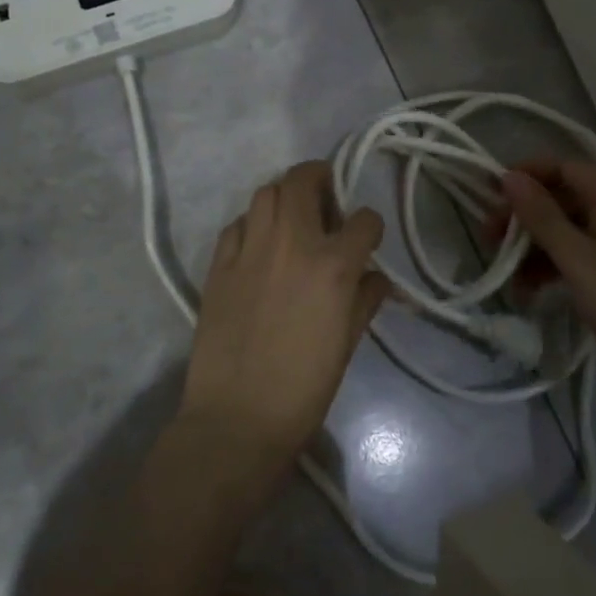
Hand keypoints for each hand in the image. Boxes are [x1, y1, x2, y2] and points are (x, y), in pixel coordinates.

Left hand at [181, 160, 386, 469]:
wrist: (237, 418)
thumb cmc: (304, 388)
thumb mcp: (347, 344)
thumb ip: (365, 300)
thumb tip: (376, 278)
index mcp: (333, 265)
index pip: (364, 220)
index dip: (370, 227)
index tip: (366, 240)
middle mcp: (292, 242)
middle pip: (303, 179)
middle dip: (320, 178)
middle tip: (325, 200)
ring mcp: (251, 249)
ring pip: (266, 192)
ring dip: (284, 197)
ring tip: (290, 220)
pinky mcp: (219, 264)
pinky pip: (237, 224)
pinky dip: (252, 225)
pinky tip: (257, 247)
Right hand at [499, 160, 595, 414]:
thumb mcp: (578, 259)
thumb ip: (542, 217)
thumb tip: (509, 176)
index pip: (566, 168)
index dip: (530, 173)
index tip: (493, 192)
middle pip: (562, 199)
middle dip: (524, 214)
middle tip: (489, 238)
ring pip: (564, 232)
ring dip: (531, 245)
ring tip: (504, 272)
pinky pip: (573, 259)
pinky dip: (548, 268)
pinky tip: (527, 290)